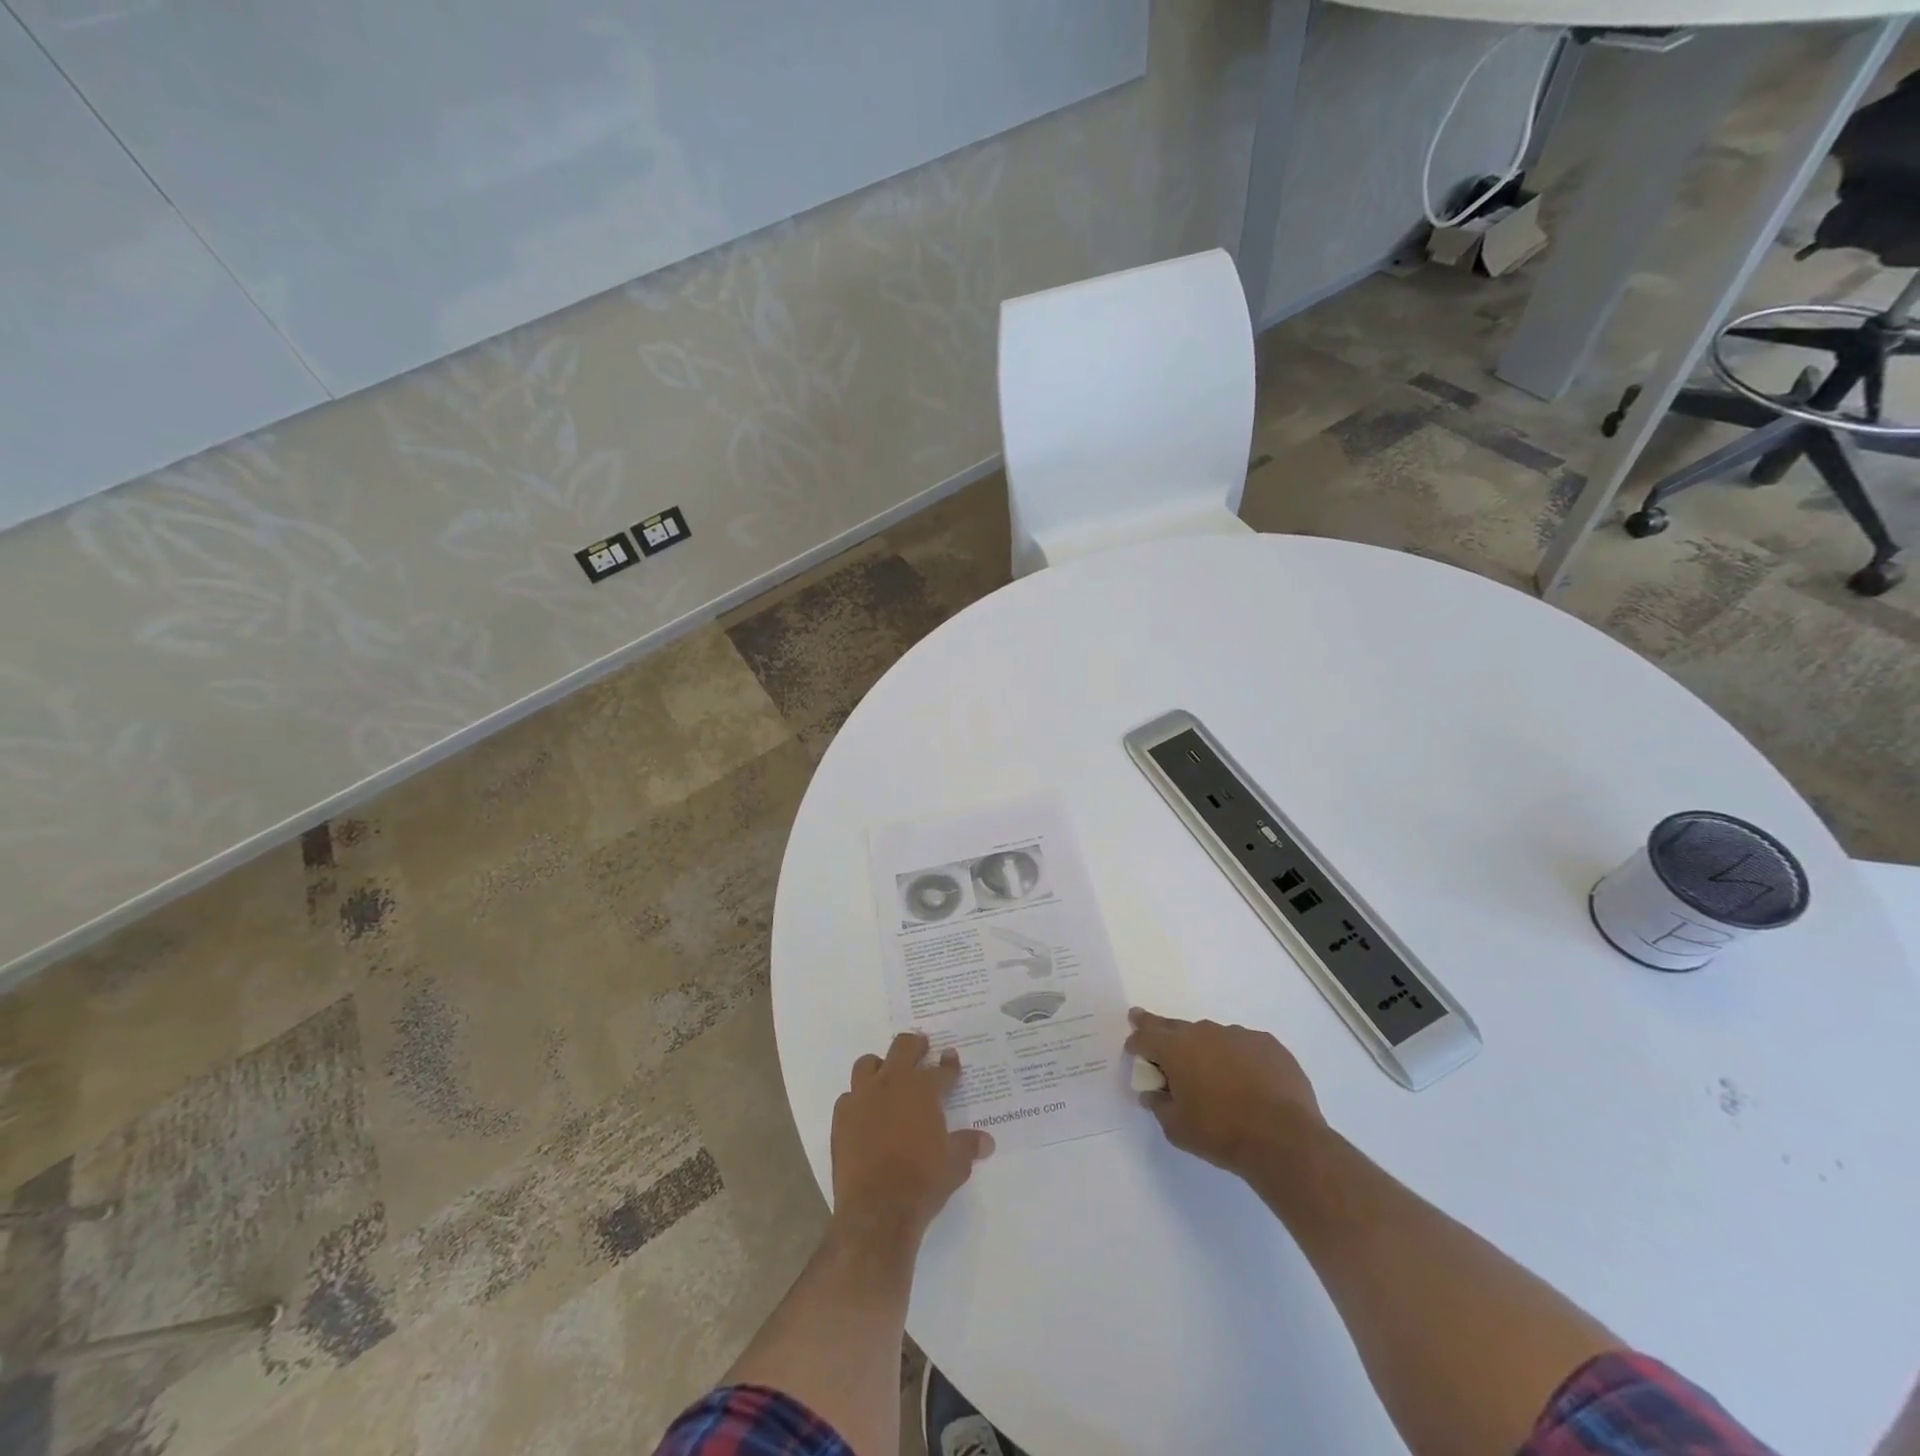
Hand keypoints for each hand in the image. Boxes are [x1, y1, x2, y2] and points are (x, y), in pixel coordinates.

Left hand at [830, 1032, 993, 1246]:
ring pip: (868, 1064)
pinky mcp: (841, 1117)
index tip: (951, 1058)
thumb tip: (987, 1141)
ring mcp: (862, 1098)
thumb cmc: (922, 1181)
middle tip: (921, 1046)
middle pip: (903, 1048)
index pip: (941, 1070)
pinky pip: (848, 1097)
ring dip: (879, 1065)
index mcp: (923, 1090)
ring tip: (886, 1073)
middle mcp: (892, 1083)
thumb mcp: (955, 1165)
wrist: (877, 1209)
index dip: (949, 1064)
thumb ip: (968, 1146)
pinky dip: (858, 1099)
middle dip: (914, 1045)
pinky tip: (864, 1111)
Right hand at [1125, 1008, 1323, 1175]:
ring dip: (1206, 1049)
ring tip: (1213, 1074)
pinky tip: (1247, 1080)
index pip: (1146, 1036)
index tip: (1132, 1047)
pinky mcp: (1268, 1044)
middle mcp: (1204, 1032)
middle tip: (1146, 1022)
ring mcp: (1239, 1035)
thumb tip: (1152, 1093)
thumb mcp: (1177, 1128)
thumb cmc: (1221, 1133)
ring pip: (1212, 1037)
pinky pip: (1244, 1046)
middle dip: (1160, 1029)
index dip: (1136, 1041)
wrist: (1284, 1139)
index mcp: (1176, 1049)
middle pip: (1174, 1026)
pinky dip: (1238, 1058)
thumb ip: (1159, 1105)